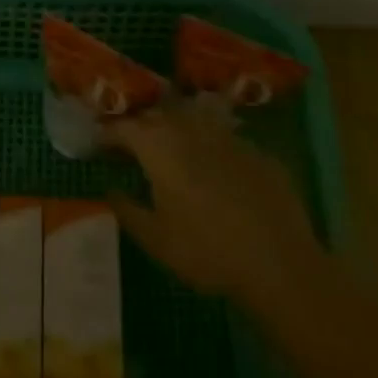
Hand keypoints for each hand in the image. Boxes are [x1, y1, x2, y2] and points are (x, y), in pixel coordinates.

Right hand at [103, 103, 324, 304]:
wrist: (279, 263)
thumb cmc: (207, 252)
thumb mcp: (156, 240)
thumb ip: (127, 210)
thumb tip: (109, 190)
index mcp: (160, 147)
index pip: (125, 127)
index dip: (108, 132)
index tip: (98, 142)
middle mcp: (191, 130)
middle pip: (157, 115)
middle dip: (140, 126)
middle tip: (129, 145)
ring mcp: (227, 136)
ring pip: (192, 119)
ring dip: (174, 128)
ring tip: (168, 148)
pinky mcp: (257, 150)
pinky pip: (223, 137)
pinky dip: (208, 145)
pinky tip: (211, 167)